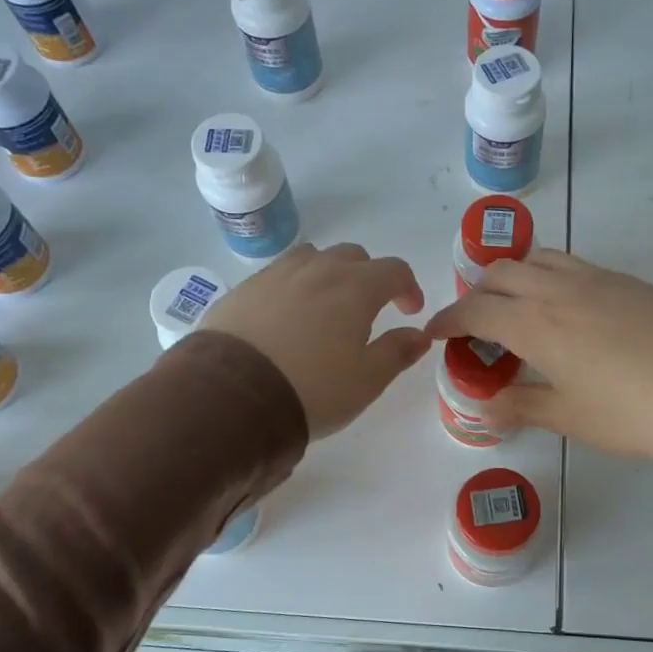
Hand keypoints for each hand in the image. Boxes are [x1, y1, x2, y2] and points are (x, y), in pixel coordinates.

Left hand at [205, 243, 430, 437]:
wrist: (233, 395)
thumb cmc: (314, 388)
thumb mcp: (367, 380)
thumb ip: (397, 352)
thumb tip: (419, 334)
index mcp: (356, 287)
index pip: (394, 270)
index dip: (408, 288)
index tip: (409, 311)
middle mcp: (318, 269)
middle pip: (353, 256)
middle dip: (369, 277)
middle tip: (369, 308)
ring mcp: (277, 274)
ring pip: (313, 258)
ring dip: (329, 274)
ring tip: (326, 306)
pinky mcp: (244, 289)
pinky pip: (279, 275)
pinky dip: (294, 287)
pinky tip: (287, 317)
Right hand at [425, 251, 652, 478]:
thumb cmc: (635, 413)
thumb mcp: (570, 418)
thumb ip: (522, 406)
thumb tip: (486, 407)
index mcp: (536, 324)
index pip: (475, 310)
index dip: (448, 320)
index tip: (434, 334)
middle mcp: (559, 289)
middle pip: (501, 272)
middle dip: (476, 293)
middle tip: (475, 325)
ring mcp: (596, 279)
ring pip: (537, 258)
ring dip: (513, 276)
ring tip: (516, 307)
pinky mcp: (626, 281)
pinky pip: (571, 264)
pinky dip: (548, 276)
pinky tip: (564, 308)